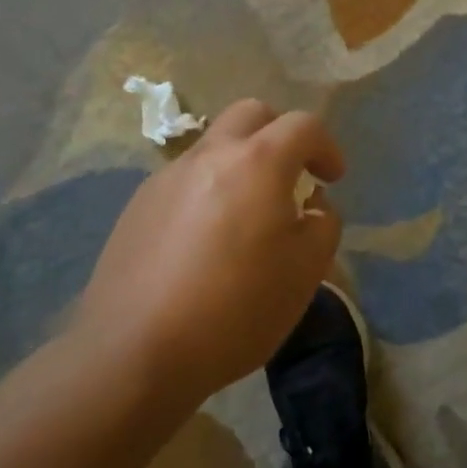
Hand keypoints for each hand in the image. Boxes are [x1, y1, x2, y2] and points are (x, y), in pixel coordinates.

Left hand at [69, 101, 345, 407]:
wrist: (133, 353)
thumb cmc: (235, 308)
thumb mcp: (307, 271)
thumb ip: (323, 224)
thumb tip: (312, 205)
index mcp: (258, 162)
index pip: (303, 125)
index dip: (326, 146)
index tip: (333, 178)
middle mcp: (211, 155)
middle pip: (251, 113)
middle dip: (279, 133)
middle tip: (290, 175)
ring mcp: (168, 178)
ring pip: (214, 146)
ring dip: (240, 163)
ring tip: (246, 215)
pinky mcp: (138, 206)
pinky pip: (185, 180)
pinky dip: (207, 191)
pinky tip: (204, 242)